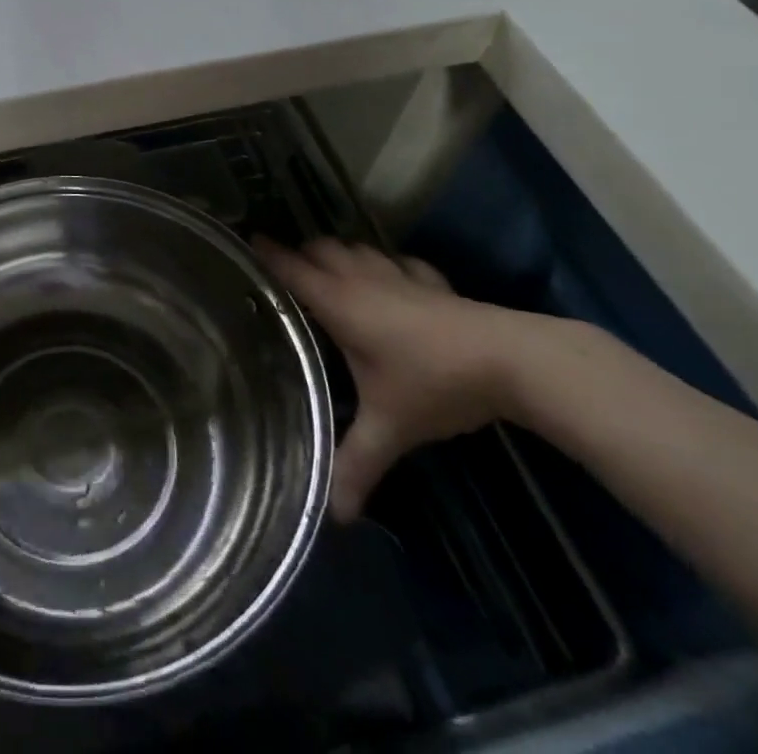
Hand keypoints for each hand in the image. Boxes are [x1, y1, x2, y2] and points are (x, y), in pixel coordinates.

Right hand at [256, 237, 546, 521]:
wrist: (511, 360)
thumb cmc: (434, 384)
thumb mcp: (390, 427)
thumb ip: (357, 464)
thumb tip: (333, 514)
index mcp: (340, 303)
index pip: (291, 268)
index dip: (267, 253)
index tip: (246, 243)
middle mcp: (362, 279)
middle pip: (320, 248)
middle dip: (301, 254)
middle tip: (287, 274)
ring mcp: (399, 274)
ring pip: (356, 247)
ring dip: (339, 254)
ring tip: (330, 273)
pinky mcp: (431, 280)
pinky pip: (396, 261)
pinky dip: (383, 265)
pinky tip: (390, 282)